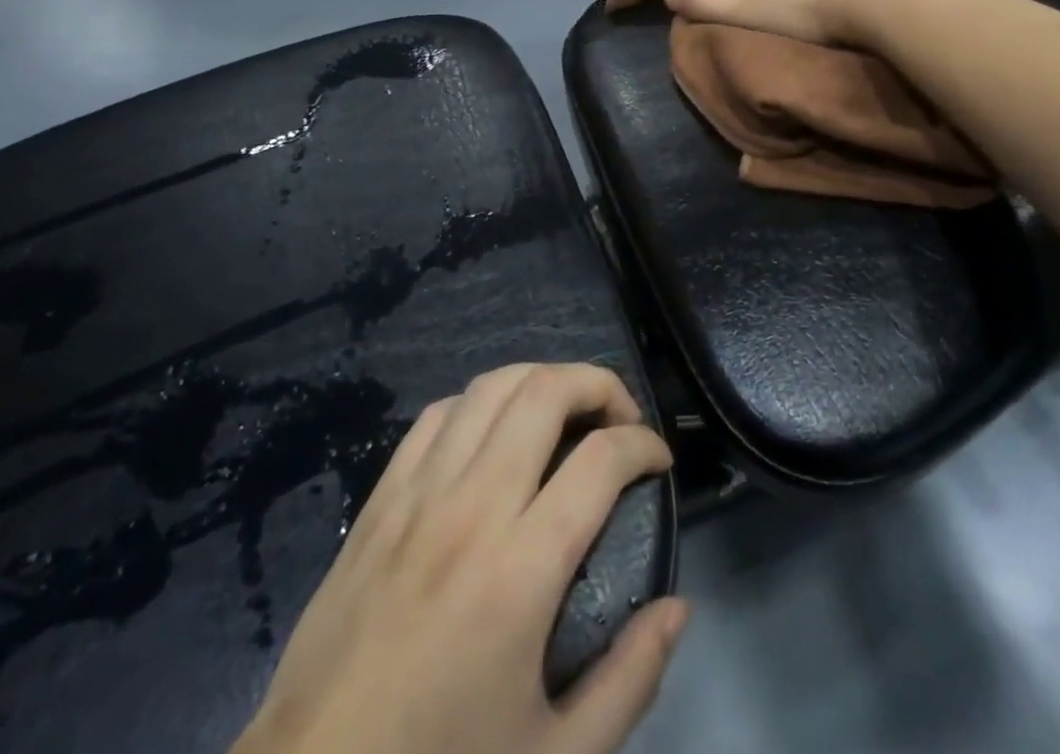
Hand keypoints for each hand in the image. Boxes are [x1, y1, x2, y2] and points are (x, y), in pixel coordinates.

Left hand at [233, 363, 685, 753]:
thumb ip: (630, 679)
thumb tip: (678, 607)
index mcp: (522, 568)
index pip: (601, 459)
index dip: (645, 445)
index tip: (660, 461)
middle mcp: (473, 506)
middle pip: (545, 392)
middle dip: (598, 385)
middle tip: (621, 419)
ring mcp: (420, 492)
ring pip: (490, 387)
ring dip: (541, 380)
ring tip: (566, 411)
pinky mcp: (381, 497)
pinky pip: (437, 414)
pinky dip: (479, 403)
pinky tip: (493, 432)